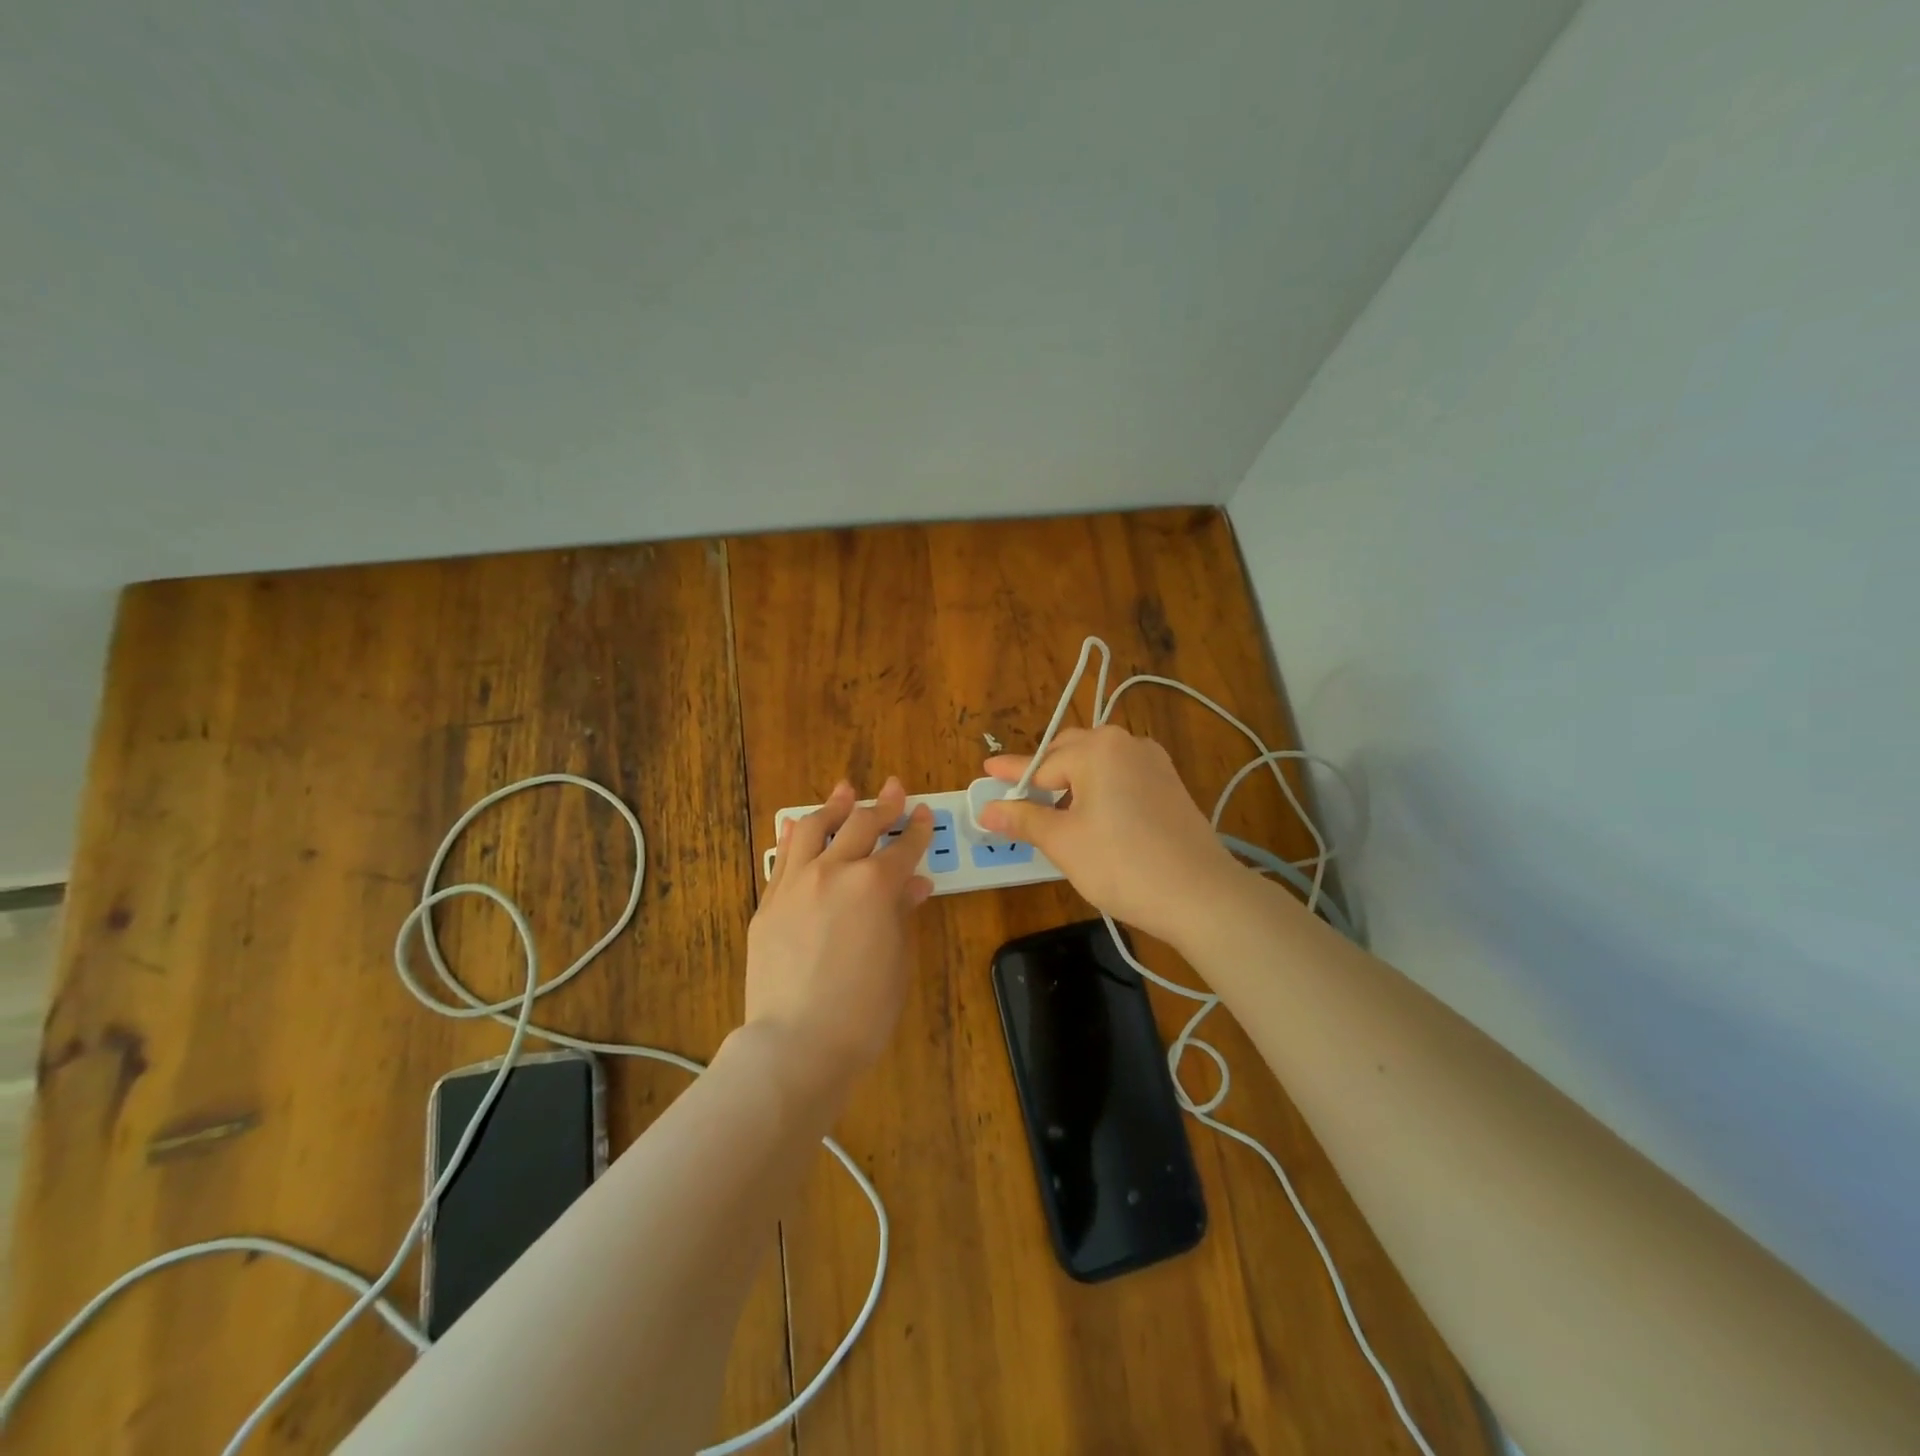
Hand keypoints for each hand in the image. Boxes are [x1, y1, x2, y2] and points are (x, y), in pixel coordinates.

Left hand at [745, 778, 934, 1089]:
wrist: (796, 1043)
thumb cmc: (863, 1011)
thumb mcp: (898, 961)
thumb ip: (902, 914)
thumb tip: (913, 884)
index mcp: (875, 885)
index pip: (903, 848)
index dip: (917, 830)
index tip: (924, 813)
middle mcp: (834, 871)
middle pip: (861, 826)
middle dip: (882, 805)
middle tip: (893, 789)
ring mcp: (795, 883)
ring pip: (816, 828)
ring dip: (835, 807)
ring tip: (845, 792)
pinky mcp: (768, 903)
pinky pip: (782, 857)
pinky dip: (795, 835)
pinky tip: (799, 824)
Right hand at [979, 727, 1242, 948]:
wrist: (1199, 894)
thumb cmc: (1121, 864)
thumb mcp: (1063, 842)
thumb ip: (1023, 820)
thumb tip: (987, 811)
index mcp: (1097, 749)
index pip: (1040, 763)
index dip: (1010, 774)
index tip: (986, 771)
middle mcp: (1126, 744)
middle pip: (1070, 753)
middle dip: (1042, 774)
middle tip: (1017, 797)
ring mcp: (1153, 762)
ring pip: (1098, 764)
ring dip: (1070, 782)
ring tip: (1051, 810)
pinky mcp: (1169, 784)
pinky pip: (1120, 776)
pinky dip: (1098, 789)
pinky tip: (1090, 814)